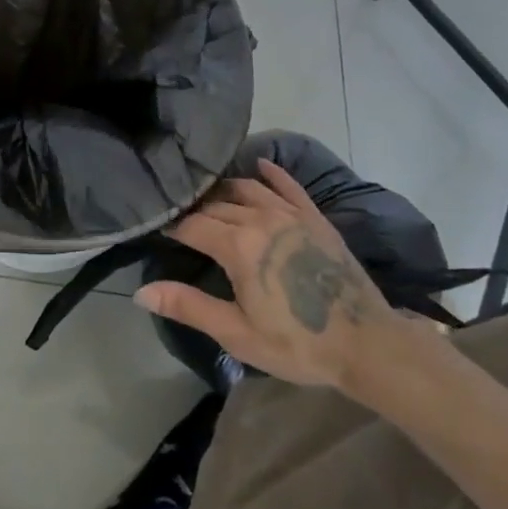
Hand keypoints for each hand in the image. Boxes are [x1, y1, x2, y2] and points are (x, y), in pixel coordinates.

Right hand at [135, 159, 414, 389]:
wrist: (366, 343)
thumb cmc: (297, 343)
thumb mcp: (237, 333)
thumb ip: (188, 306)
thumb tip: (141, 292)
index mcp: (238, 245)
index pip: (192, 224)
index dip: (171, 225)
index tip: (157, 227)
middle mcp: (260, 217)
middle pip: (216, 205)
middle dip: (194, 209)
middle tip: (179, 216)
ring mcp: (290, 213)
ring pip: (246, 189)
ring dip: (224, 191)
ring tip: (209, 197)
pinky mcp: (313, 216)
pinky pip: (287, 185)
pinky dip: (271, 172)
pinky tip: (259, 164)